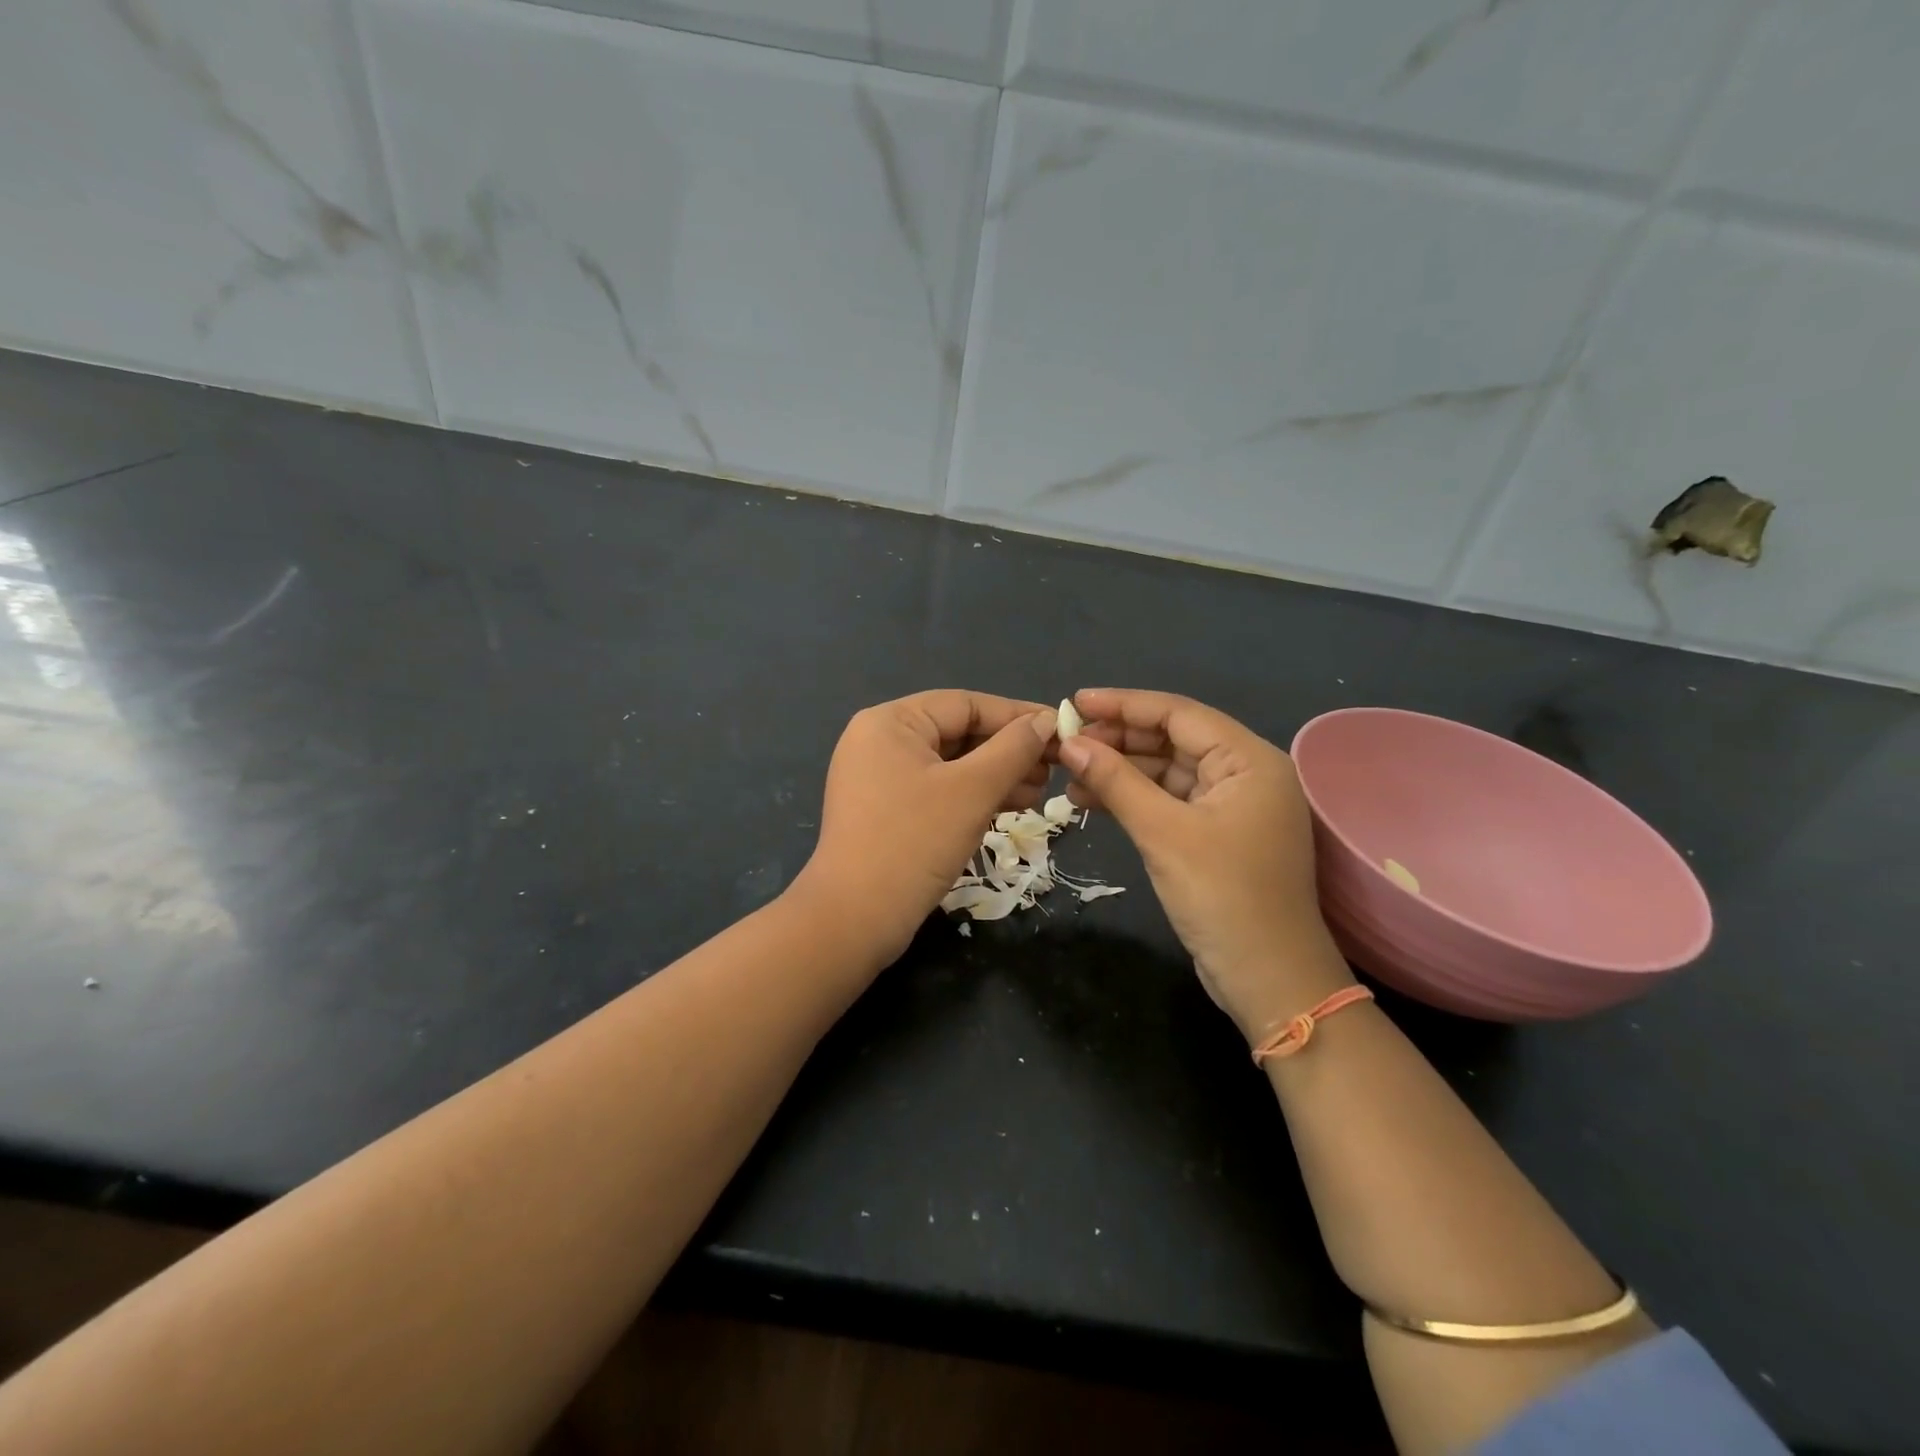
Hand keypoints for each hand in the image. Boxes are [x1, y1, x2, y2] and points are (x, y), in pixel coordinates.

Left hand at [796, 690, 1056, 967]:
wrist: (855, 920)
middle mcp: (880, 741)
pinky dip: (973, 796)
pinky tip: (1011, 808)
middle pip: (958, 733)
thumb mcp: (972, 791)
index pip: (965, 704)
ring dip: (997, 776)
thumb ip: (1014, 749)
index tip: (1061, 728)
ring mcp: (880, 778)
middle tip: (1054, 768)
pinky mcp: (886, 811)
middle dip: (1008, 750)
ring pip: (951, 765)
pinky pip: (938, 790)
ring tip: (1039, 793)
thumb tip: (1046, 721)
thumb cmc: (914, 843)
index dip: (1017, 715)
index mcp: (890, 722)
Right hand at [1058, 689, 1352, 1042]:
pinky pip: (1169, 801)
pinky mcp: (1216, 835)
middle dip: (1119, 740)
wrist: (1269, 980)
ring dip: (1121, 772)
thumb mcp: (1164, 833)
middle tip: (1067, 744)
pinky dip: (1133, 799)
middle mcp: (1245, 774)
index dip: (1124, 704)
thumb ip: (1117, 781)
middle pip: (1172, 740)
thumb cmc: (1223, 897)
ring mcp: (1232, 807)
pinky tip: (1092, 801)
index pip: (1179, 714)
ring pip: (1167, 772)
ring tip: (1070, 776)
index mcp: (1249, 760)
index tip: (1074, 704)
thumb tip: (1071, 743)